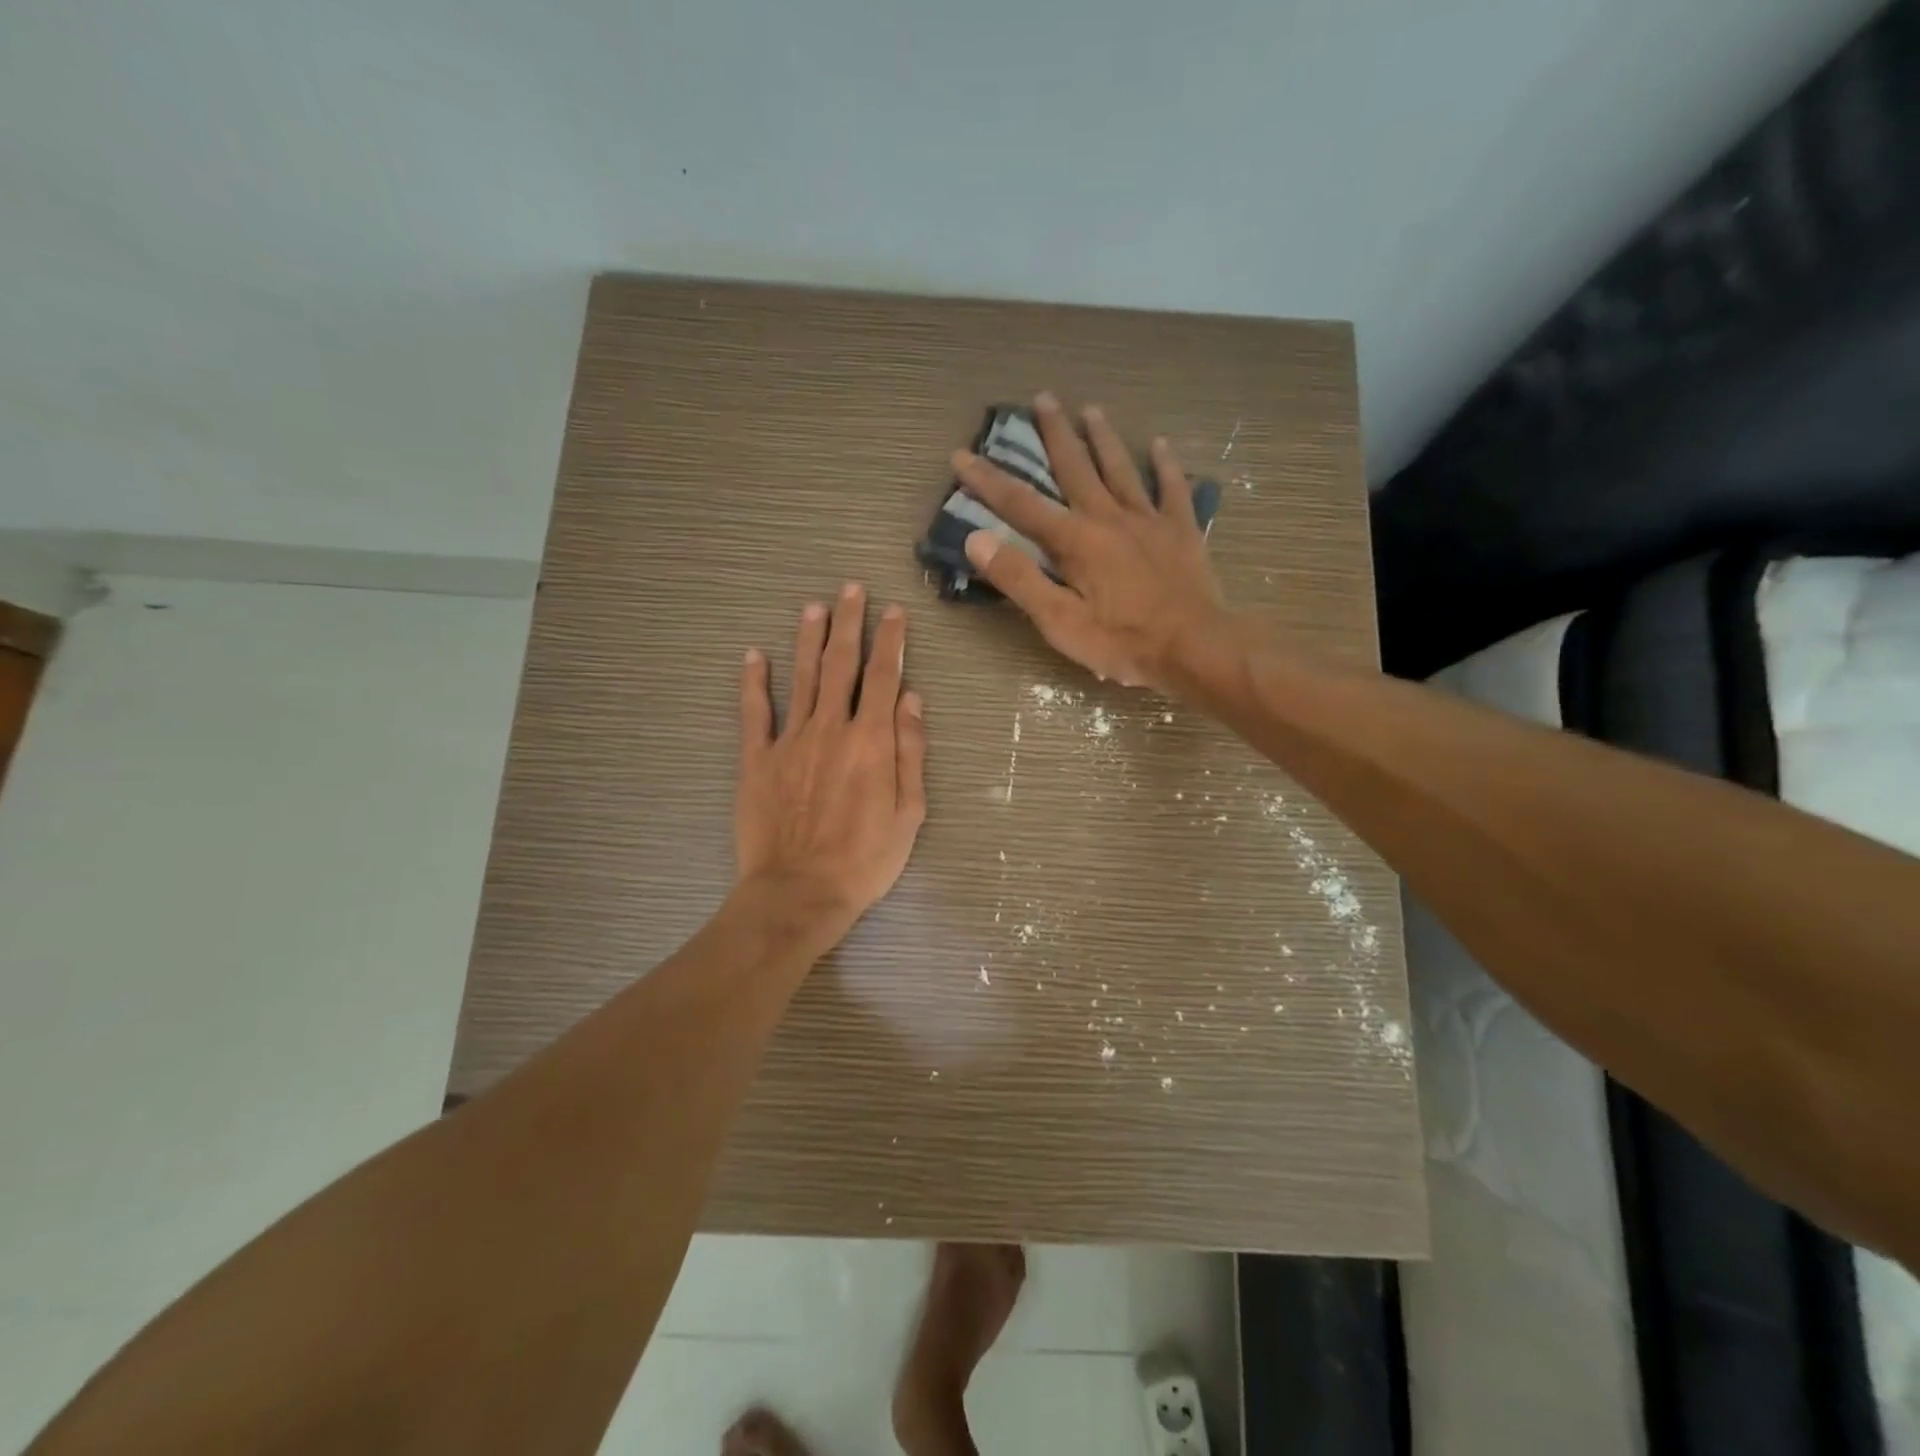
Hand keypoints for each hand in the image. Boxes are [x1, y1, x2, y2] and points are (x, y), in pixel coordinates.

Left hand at [735, 584, 927, 939]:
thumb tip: (910, 698)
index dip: (891, 640)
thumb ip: (910, 751)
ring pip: (801, 678)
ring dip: (808, 639)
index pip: (883, 677)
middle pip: (840, 664)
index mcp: (871, 740)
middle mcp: (830, 728)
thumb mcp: (909, 812)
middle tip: (850, 589)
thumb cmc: (865, 859)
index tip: (894, 611)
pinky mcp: (757, 760)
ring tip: (813, 607)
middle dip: (848, 623)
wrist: (800, 891)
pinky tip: (753, 655)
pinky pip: (754, 713)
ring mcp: (789, 741)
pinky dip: (753, 682)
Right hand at [954, 392, 1226, 689]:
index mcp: (1074, 540)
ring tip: (1091, 409)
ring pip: (1120, 469)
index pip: (1020, 504)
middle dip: (1055, 433)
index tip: (962, 454)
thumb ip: (1018, 578)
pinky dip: (1165, 465)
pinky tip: (1159, 444)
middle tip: (1043, 397)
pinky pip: (1172, 488)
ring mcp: (1148, 520)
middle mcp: (1108, 517)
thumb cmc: (1121, 641)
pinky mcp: (1181, 530)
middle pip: (1075, 467)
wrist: (1194, 647)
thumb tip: (976, 539)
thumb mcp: (1059, 621)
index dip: (987, 480)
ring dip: (1104, 438)